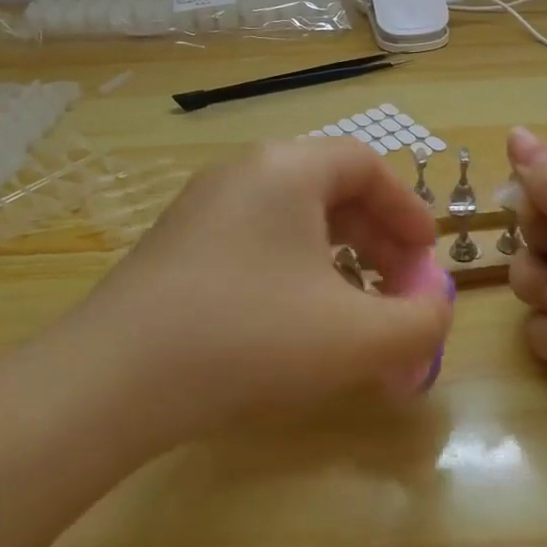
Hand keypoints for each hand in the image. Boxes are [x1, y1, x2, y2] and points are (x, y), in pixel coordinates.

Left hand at [53, 139, 454, 449]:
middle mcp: (243, 173)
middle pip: (331, 191)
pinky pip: (256, 243)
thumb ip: (420, 322)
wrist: (111, 381)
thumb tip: (436, 312)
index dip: (406, 209)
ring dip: (338, 261)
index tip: (426, 257)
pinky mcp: (177, 247)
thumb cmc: (250, 337)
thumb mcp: (357, 336)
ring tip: (354, 312)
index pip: (365, 165)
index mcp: (288, 169)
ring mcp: (202, 208)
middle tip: (397, 291)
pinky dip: (294, 274)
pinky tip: (297, 325)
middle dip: (377, 241)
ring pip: (293, 221)